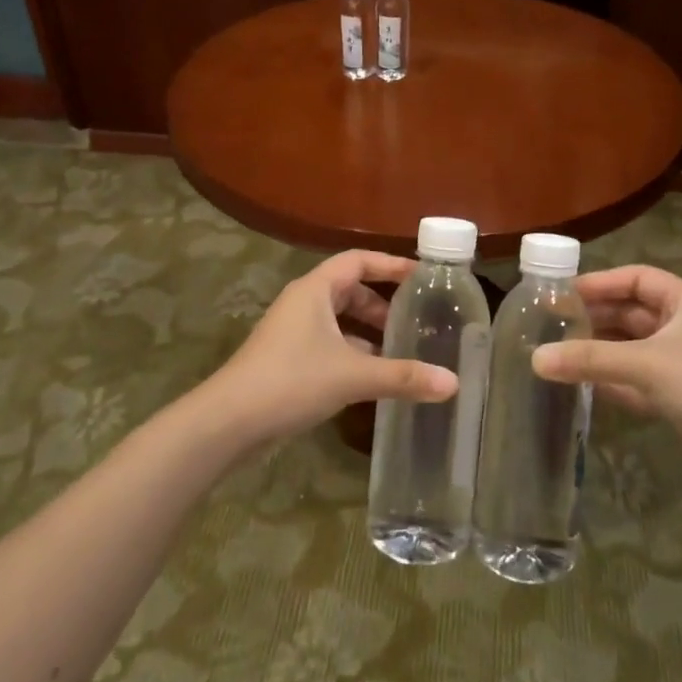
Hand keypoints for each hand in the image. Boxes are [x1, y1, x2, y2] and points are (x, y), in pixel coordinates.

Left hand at [202, 250, 457, 446]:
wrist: (228, 422)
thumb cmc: (291, 380)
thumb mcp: (353, 375)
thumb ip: (403, 377)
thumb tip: (453, 383)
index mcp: (315, 289)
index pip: (359, 260)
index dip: (391, 264)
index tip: (423, 276)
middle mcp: (303, 302)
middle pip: (350, 289)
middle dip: (383, 304)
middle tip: (416, 321)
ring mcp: (292, 331)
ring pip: (339, 320)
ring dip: (369, 331)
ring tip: (402, 350)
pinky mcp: (287, 358)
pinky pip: (329, 343)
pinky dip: (353, 352)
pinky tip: (373, 377)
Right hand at [533, 265, 681, 500]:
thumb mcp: (645, 365)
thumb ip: (589, 358)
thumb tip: (535, 358)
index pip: (637, 278)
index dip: (601, 282)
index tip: (564, 293)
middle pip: (630, 312)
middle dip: (594, 317)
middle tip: (552, 324)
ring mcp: (681, 364)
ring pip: (630, 347)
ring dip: (598, 349)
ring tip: (558, 352)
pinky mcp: (677, 397)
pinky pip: (635, 378)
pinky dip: (610, 379)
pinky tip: (581, 384)